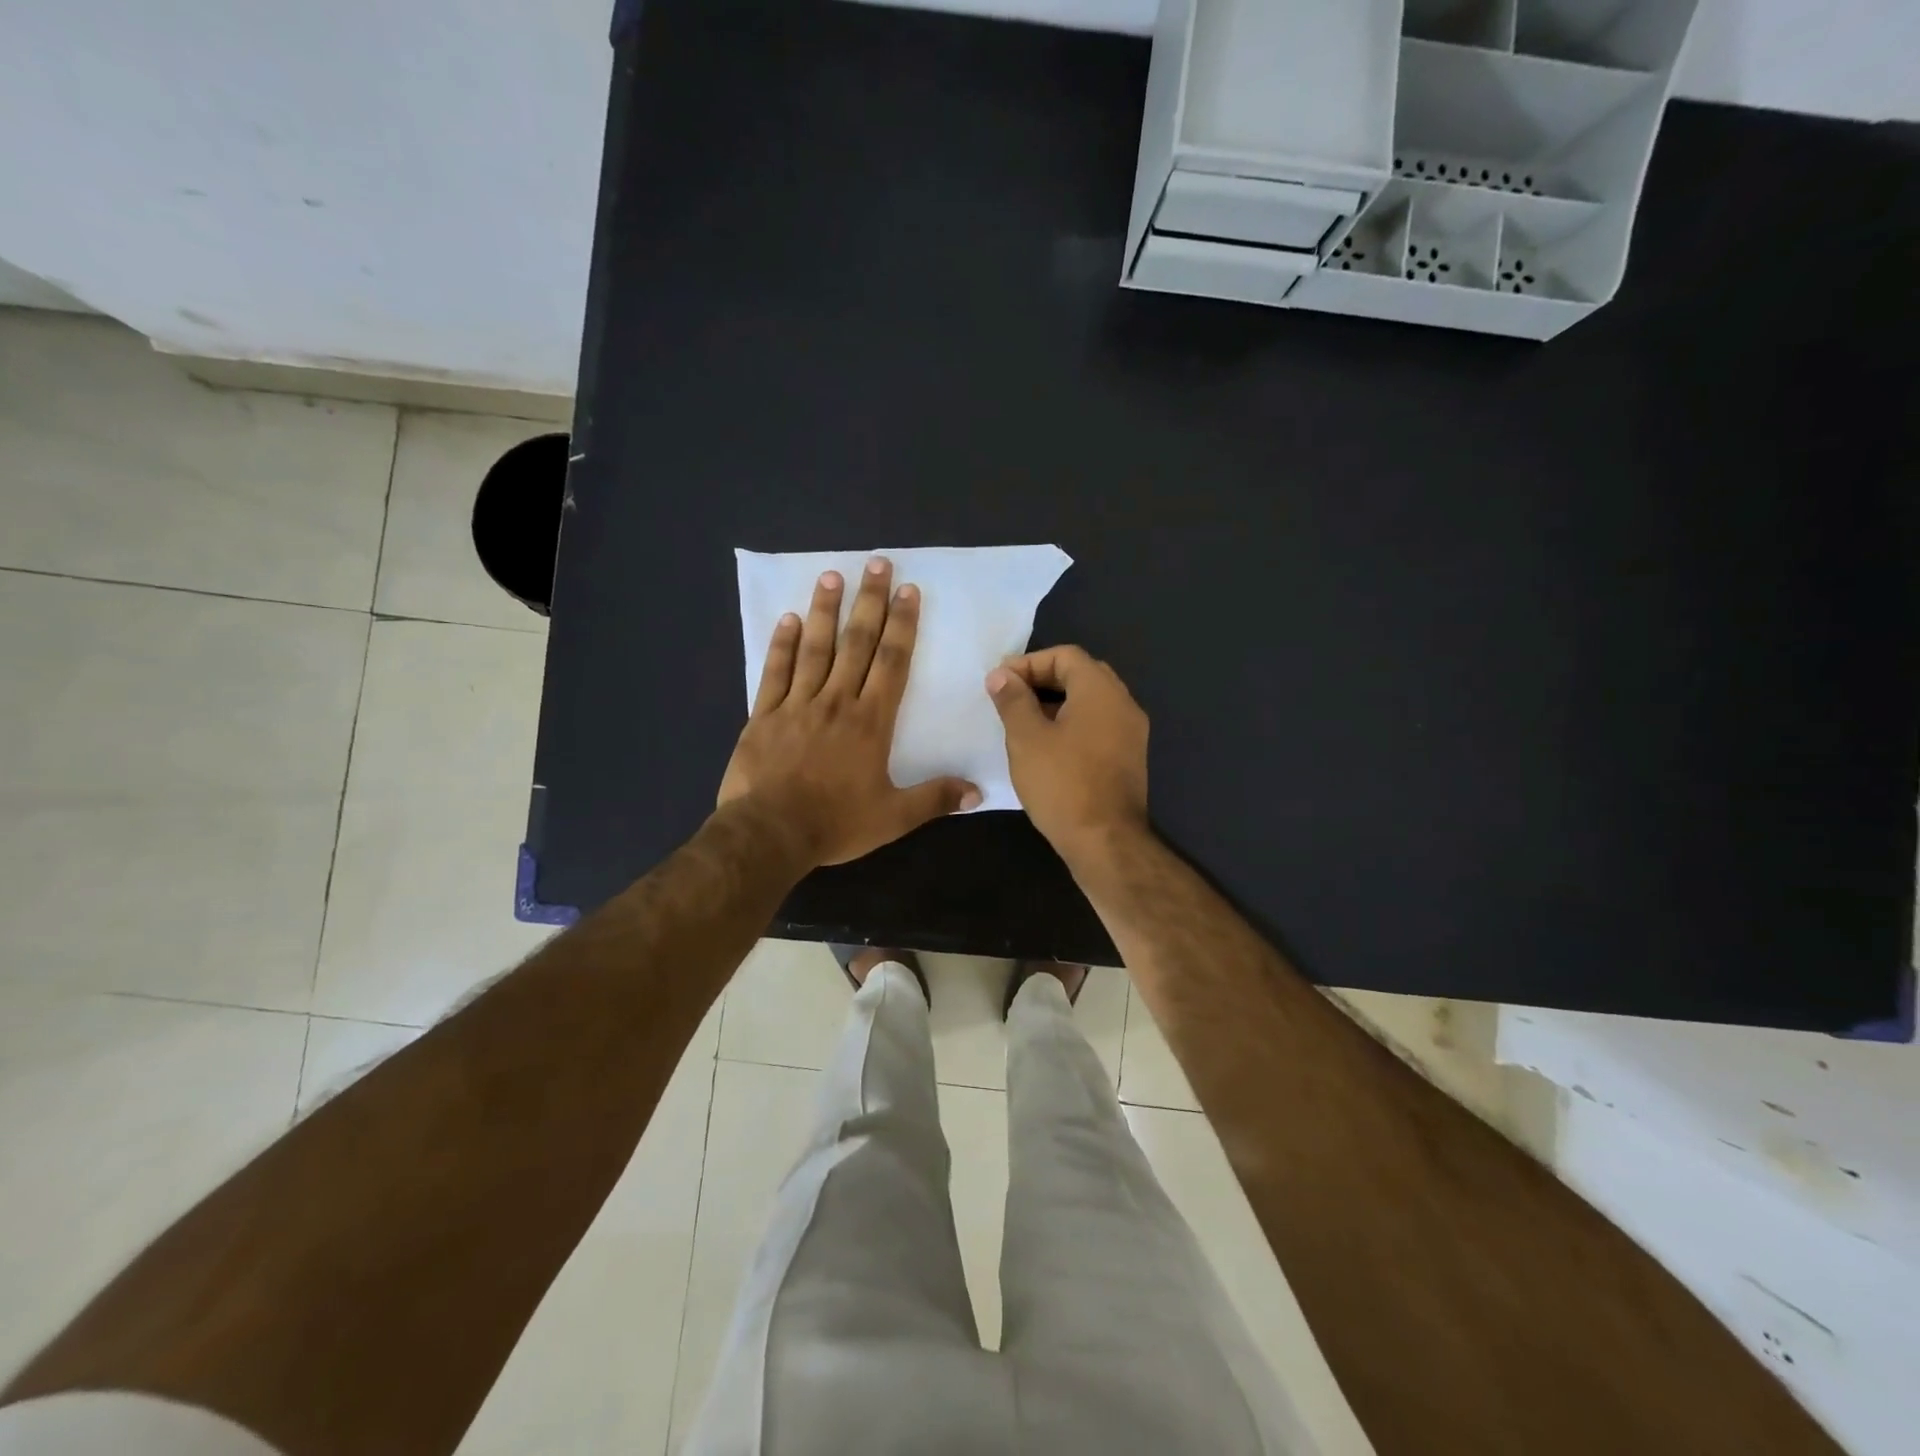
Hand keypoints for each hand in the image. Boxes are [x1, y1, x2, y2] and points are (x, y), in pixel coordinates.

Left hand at [719, 556, 980, 866]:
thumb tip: (977, 791)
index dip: (902, 625)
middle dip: (869, 602)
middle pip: (856, 643)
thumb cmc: (835, 823)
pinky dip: (782, 645)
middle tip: (876, 563)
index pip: (892, 662)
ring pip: (815, 649)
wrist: (770, 833)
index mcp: (870, 722)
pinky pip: (775, 672)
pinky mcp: (765, 715)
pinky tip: (789, 619)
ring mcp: (797, 705)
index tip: (908, 591)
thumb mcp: (893, 818)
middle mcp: (836, 702)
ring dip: (826, 611)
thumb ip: (934, 799)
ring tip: (832, 576)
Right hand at [987, 645, 1148, 859]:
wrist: (1105, 841)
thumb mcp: (1026, 738)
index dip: (1028, 663)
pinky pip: (1098, 725)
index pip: (1065, 655)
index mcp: (1101, 691)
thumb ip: (1013, 700)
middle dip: (1042, 681)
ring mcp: (1131, 733)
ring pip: (1090, 702)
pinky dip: (1072, 724)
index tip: (1000, 683)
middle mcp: (1124, 704)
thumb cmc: (1062, 784)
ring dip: (1056, 703)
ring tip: (1023, 723)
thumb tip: (1002, 675)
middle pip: (1081, 675)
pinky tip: (1047, 747)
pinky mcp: (1129, 758)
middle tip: (1010, 698)